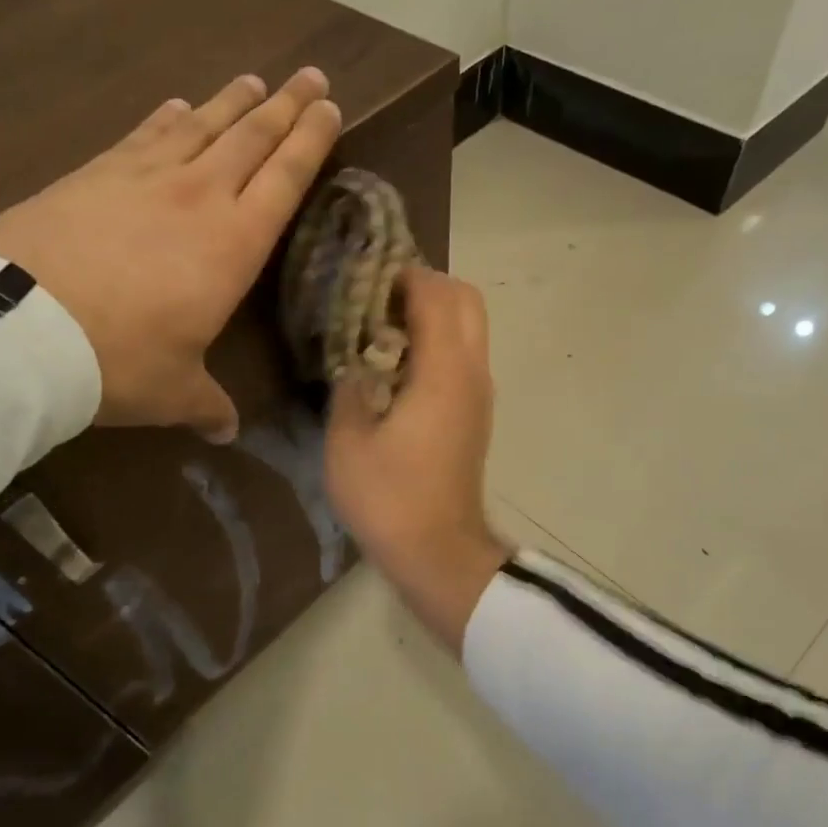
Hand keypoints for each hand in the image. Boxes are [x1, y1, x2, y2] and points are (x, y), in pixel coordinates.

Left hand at [0, 68, 340, 442]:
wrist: (24, 327)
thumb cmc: (119, 362)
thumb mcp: (172, 392)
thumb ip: (207, 405)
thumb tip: (225, 431)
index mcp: (233, 245)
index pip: (284, 179)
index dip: (310, 140)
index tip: (329, 106)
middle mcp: (198, 197)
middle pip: (252, 138)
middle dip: (285, 106)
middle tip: (309, 75)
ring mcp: (144, 177)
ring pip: (201, 125)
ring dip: (231, 102)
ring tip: (253, 81)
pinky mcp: (95, 172)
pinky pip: (144, 134)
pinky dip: (166, 117)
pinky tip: (176, 105)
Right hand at [325, 267, 511, 652]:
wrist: (438, 551)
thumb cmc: (389, 497)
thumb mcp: (348, 439)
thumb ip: (350, 385)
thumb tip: (356, 360)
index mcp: (444, 371)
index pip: (435, 294)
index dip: (401, 274)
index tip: (363, 275)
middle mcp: (473, 372)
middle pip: (466, 299)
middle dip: (425, 286)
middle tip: (376, 297)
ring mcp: (480, 393)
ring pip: (469, 327)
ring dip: (433, 314)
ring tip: (381, 327)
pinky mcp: (476, 413)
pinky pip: (464, 355)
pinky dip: (438, 341)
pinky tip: (396, 364)